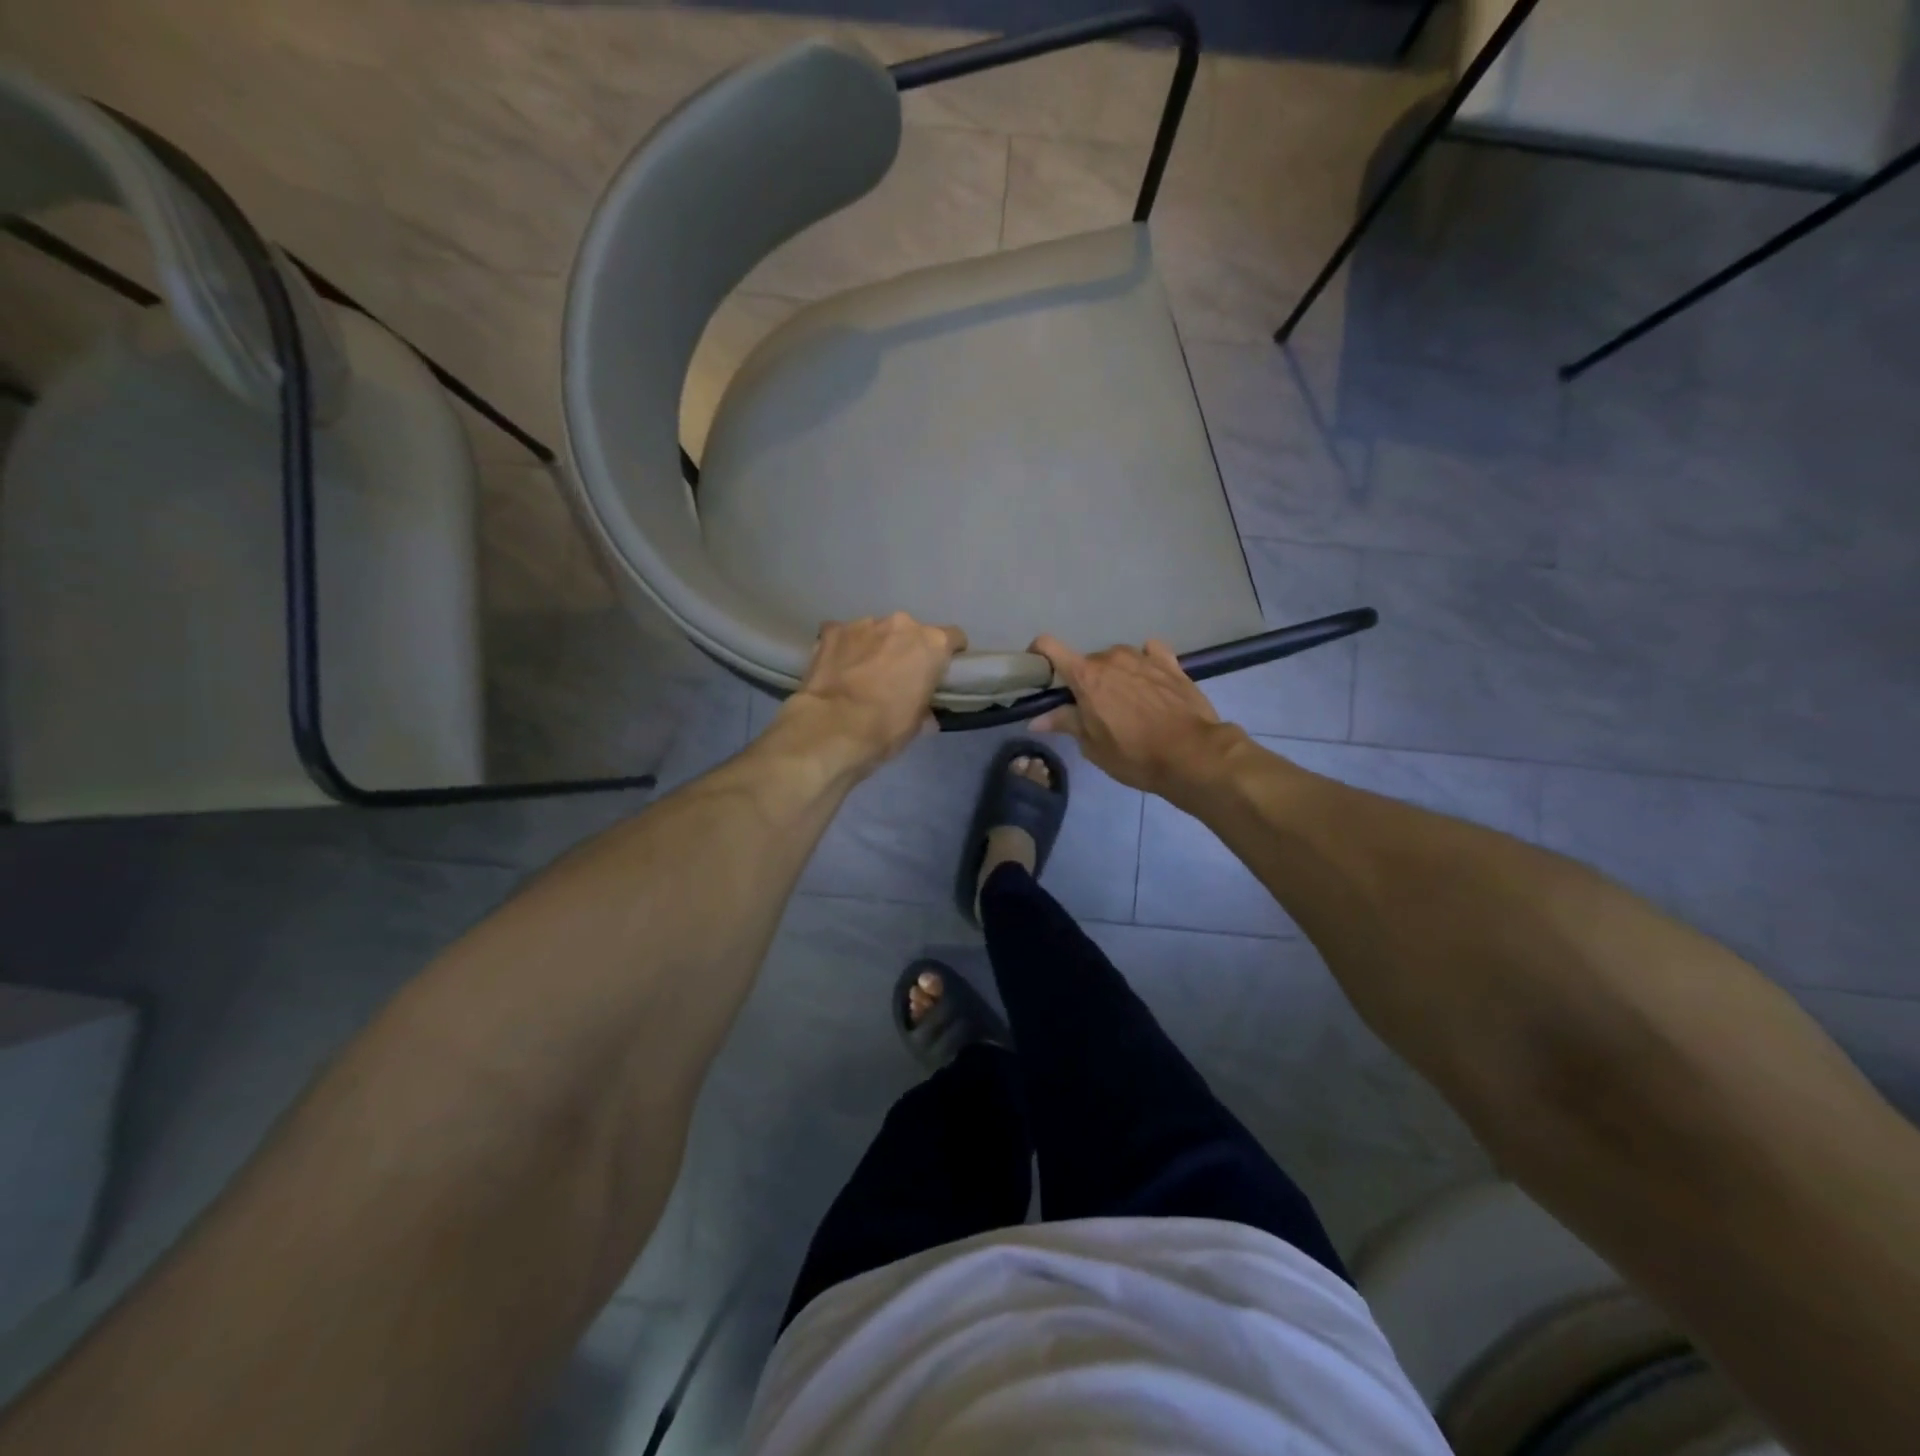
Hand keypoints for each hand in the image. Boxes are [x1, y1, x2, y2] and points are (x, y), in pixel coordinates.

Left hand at [775, 613, 966, 776]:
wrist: (833, 727)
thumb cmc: (886, 728)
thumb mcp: (917, 723)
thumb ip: (925, 706)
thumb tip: (925, 713)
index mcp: (932, 644)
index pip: (953, 638)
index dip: (947, 654)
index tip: (938, 671)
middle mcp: (902, 624)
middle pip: (911, 633)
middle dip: (906, 650)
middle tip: (896, 676)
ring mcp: (864, 623)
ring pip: (877, 632)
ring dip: (875, 647)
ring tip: (861, 674)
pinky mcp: (833, 630)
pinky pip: (844, 635)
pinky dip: (844, 648)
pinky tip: (837, 668)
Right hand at [1030, 635, 1241, 799]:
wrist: (1192, 754)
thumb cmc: (1134, 754)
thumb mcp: (1093, 746)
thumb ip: (1065, 723)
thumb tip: (1037, 719)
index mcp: (1086, 676)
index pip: (1048, 646)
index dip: (1038, 655)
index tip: (1039, 674)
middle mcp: (1111, 658)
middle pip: (1086, 662)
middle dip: (1084, 682)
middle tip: (1092, 710)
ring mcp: (1143, 657)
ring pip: (1117, 659)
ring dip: (1115, 675)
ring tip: (1127, 703)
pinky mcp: (1170, 663)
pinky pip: (1149, 654)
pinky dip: (1144, 664)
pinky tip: (1150, 681)